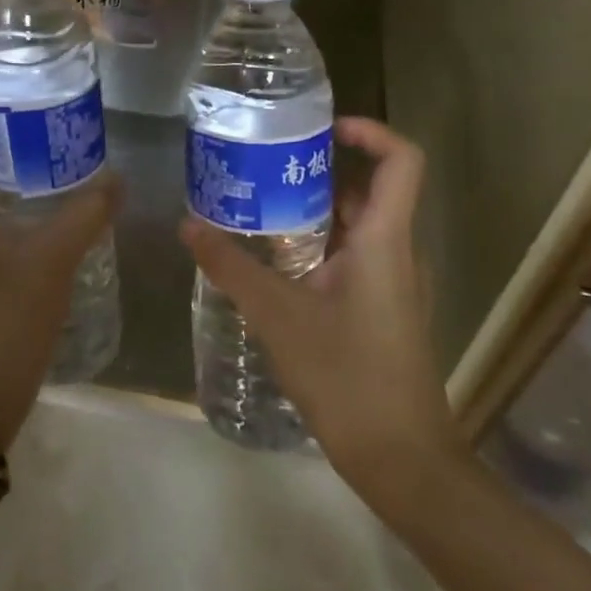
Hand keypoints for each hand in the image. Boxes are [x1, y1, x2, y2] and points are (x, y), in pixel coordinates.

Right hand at [179, 118, 460, 514]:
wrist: (402, 460)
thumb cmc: (348, 376)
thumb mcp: (279, 316)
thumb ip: (232, 267)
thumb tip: (188, 225)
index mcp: (384, 240)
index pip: (402, 161)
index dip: (371, 131)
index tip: (323, 130)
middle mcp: (396, 252)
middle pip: (369, 190)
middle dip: (318, 172)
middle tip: (263, 168)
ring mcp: (393, 284)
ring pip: (357, 228)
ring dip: (313, 212)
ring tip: (257, 209)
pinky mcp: (383, 310)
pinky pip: (353, 259)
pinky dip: (318, 247)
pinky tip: (273, 266)